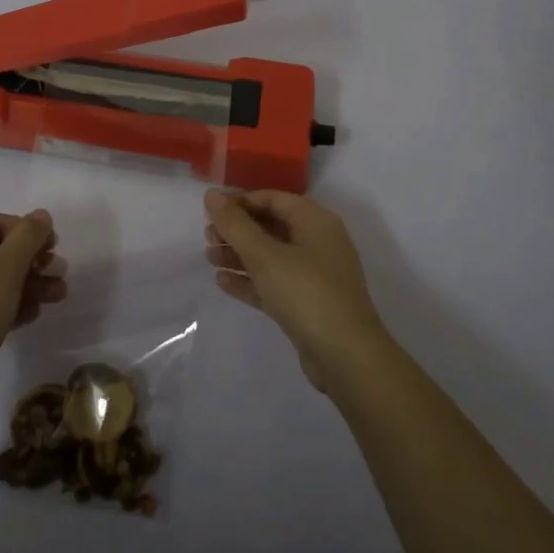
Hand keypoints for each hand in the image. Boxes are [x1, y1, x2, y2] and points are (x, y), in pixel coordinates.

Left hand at [0, 210, 66, 405]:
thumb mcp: (5, 270)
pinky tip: (34, 314)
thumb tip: (41, 214)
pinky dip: (8, 305)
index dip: (27, 230)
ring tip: (58, 296)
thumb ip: (27, 237)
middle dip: (31, 261)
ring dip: (26, 284)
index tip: (55, 248)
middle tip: (60, 273)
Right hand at [204, 189, 391, 391]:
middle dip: (237, 230)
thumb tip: (211, 195)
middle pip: (271, 226)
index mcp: (315, 221)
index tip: (209, 212)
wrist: (346, 357)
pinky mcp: (308, 304)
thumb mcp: (265, 256)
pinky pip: (274, 282)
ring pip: (270, 256)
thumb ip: (235, 224)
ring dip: (239, 255)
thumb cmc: (306, 293)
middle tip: (207, 238)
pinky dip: (251, 280)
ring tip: (209, 258)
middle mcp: (317, 242)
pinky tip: (223, 282)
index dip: (240, 202)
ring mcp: (314, 275)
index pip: (272, 199)